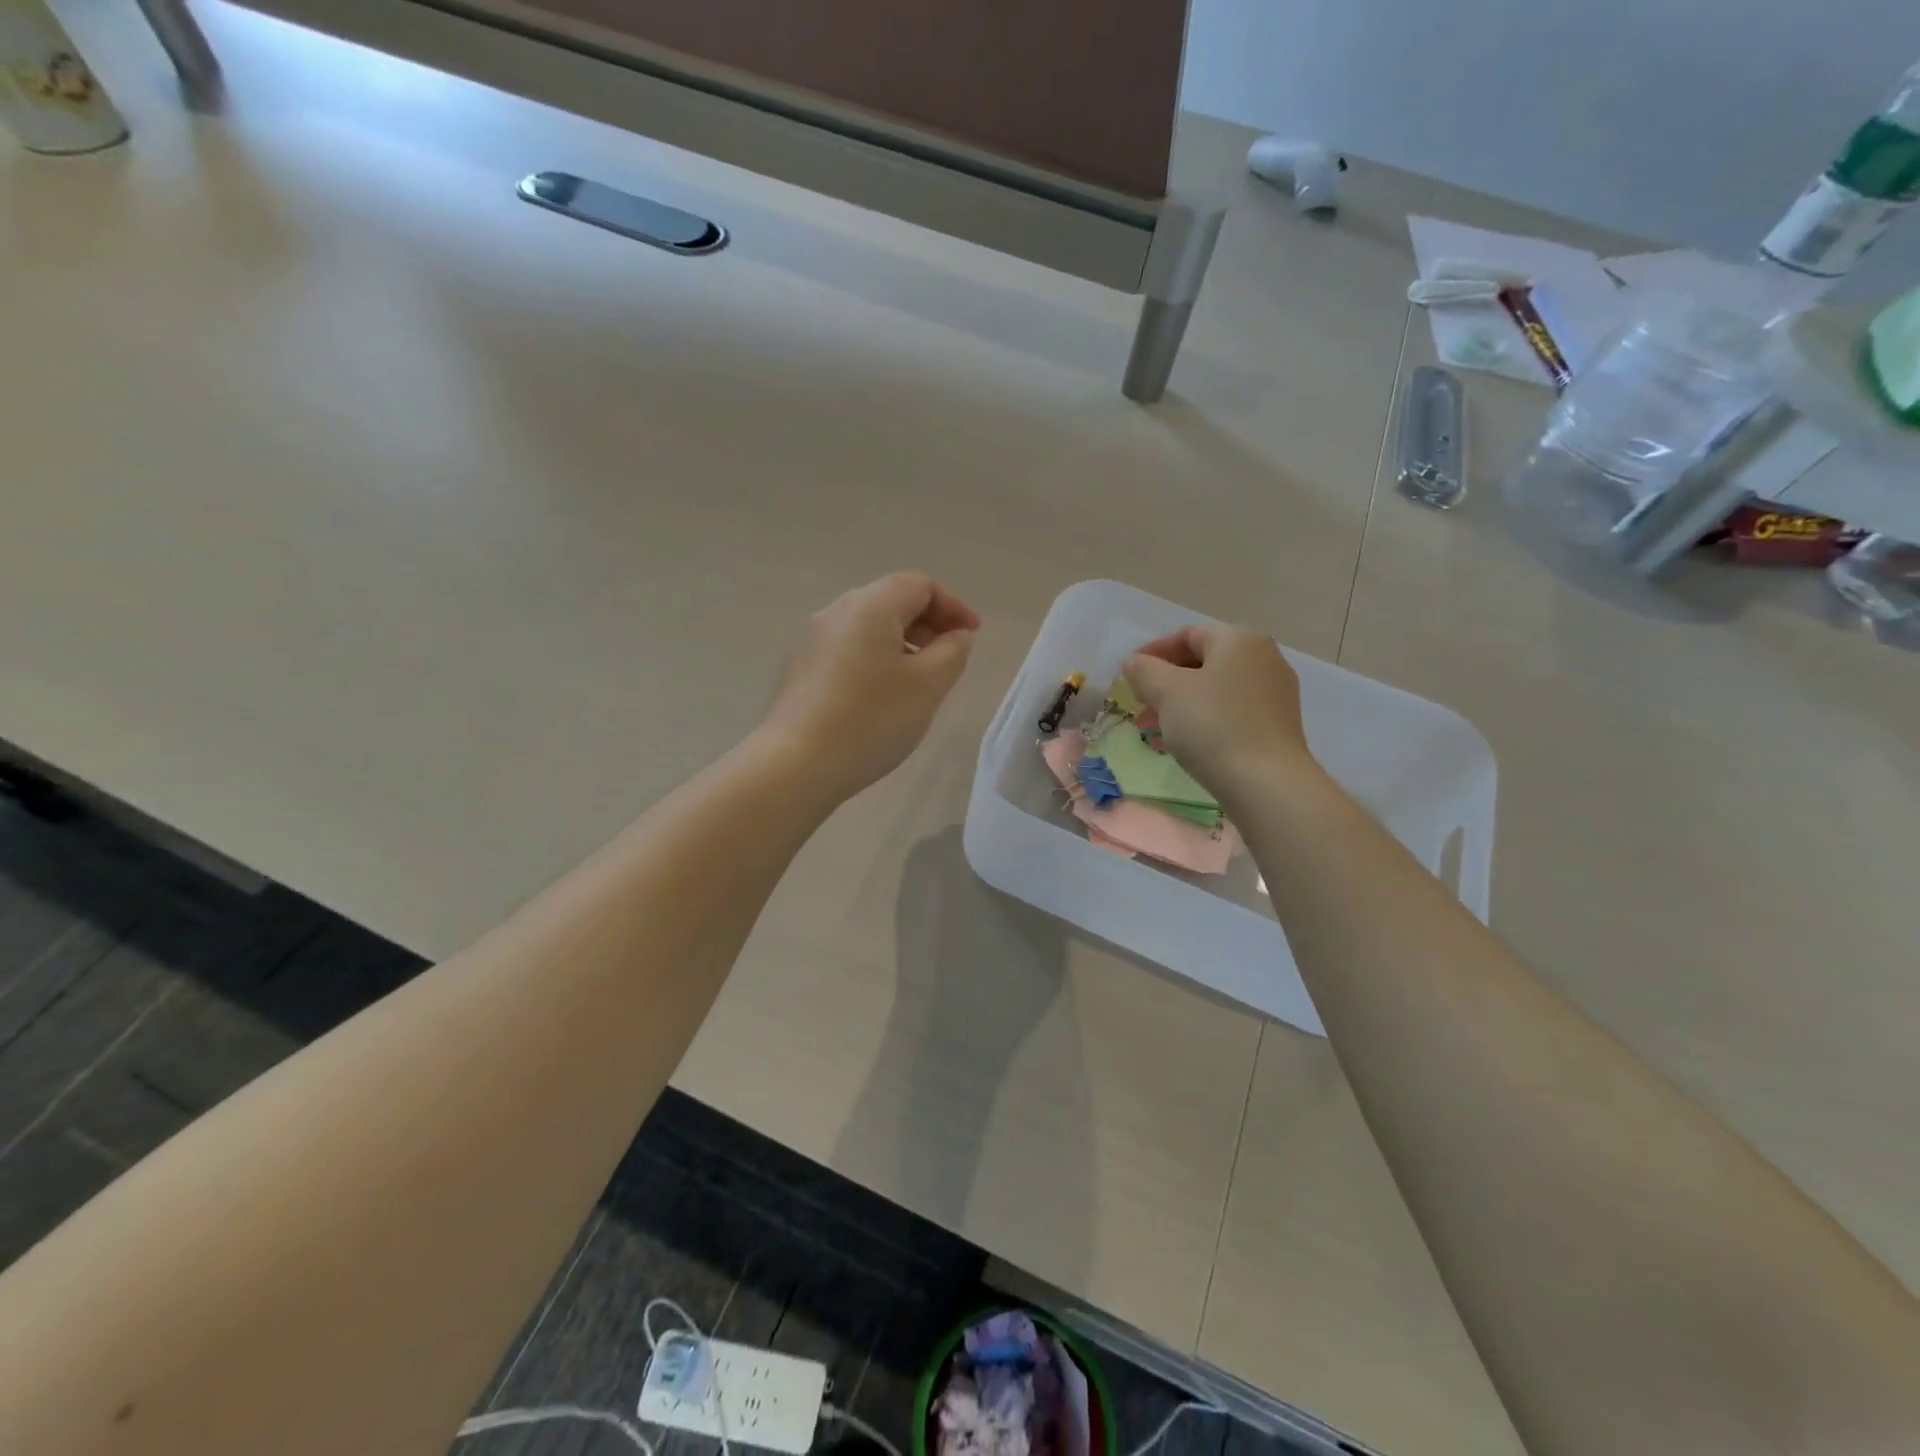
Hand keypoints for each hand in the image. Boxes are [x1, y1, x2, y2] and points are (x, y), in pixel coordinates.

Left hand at [759, 571, 979, 801]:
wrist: (796, 764)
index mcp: (870, 606)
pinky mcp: (798, 670)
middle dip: (927, 623)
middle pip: (890, 601)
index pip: (919, 585)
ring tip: (918, 681)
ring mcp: (810, 641)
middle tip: (949, 657)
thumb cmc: (872, 719)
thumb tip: (955, 635)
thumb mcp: (928, 685)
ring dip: (900, 644)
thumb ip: (952, 652)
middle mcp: (835, 612)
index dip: (953, 605)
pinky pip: (846, 651)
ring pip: (867, 628)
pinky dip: (873, 660)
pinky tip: (880, 698)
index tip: (972, 636)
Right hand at [1121, 624, 1318, 798]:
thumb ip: (1144, 670)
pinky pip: (1231, 711)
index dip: (1152, 652)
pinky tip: (1184, 742)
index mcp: (1239, 640)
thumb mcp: (1166, 692)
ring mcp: (1275, 692)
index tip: (1128, 676)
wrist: (1266, 782)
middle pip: (1202, 661)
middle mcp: (1264, 658)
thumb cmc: (1213, 726)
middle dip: (1165, 682)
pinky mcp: (1277, 724)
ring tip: (1155, 729)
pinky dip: (1204, 719)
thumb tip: (1135, 663)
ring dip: (1181, 704)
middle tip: (1140, 704)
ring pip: (1215, 689)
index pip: (1187, 635)